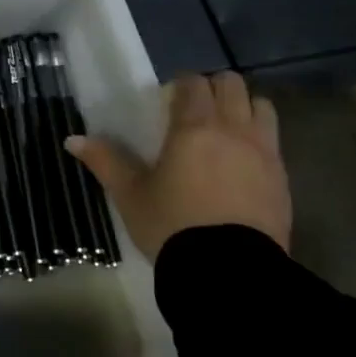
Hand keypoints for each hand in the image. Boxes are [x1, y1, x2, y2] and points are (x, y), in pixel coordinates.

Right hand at [68, 72, 290, 261]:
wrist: (230, 272)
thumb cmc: (172, 225)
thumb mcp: (130, 195)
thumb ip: (105, 161)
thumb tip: (72, 140)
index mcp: (194, 127)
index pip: (193, 83)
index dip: (180, 85)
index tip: (167, 100)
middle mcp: (234, 130)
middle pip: (232, 85)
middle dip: (213, 89)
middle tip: (194, 110)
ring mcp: (265, 153)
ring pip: (262, 107)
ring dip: (243, 109)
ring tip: (225, 130)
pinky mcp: (283, 179)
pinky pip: (274, 142)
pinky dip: (259, 139)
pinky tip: (241, 163)